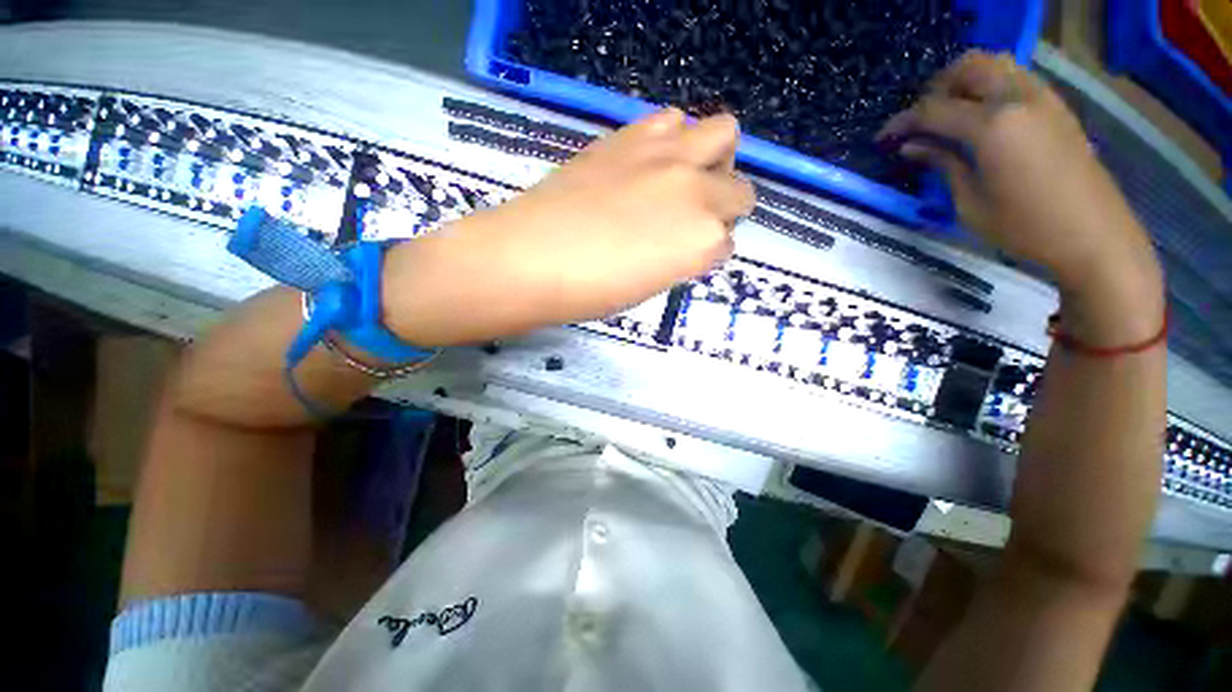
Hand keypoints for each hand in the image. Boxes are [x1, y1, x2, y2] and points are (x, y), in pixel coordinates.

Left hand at [382, 109, 754, 345]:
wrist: (532, 258)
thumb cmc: (592, 291)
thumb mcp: (651, 285)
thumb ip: (680, 257)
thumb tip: (686, 240)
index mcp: (703, 242)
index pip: (728, 240)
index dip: (708, 248)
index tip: (687, 253)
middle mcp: (697, 192)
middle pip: (739, 188)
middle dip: (724, 205)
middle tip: (692, 216)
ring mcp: (667, 157)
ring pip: (722, 134)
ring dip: (710, 158)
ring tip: (679, 177)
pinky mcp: (632, 136)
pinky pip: (673, 121)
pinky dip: (674, 139)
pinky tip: (650, 161)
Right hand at [878, 50, 1163, 345]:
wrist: (1093, 236)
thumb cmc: (1025, 228)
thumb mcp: (970, 203)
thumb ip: (942, 164)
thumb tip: (912, 146)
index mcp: (993, 126)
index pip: (934, 109)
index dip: (903, 122)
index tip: (883, 138)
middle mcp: (1018, 99)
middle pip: (968, 67)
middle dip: (936, 89)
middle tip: (920, 121)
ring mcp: (1043, 98)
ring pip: (996, 63)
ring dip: (965, 82)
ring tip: (949, 116)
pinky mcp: (1057, 107)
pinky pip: (1016, 78)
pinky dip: (991, 87)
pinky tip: (981, 118)